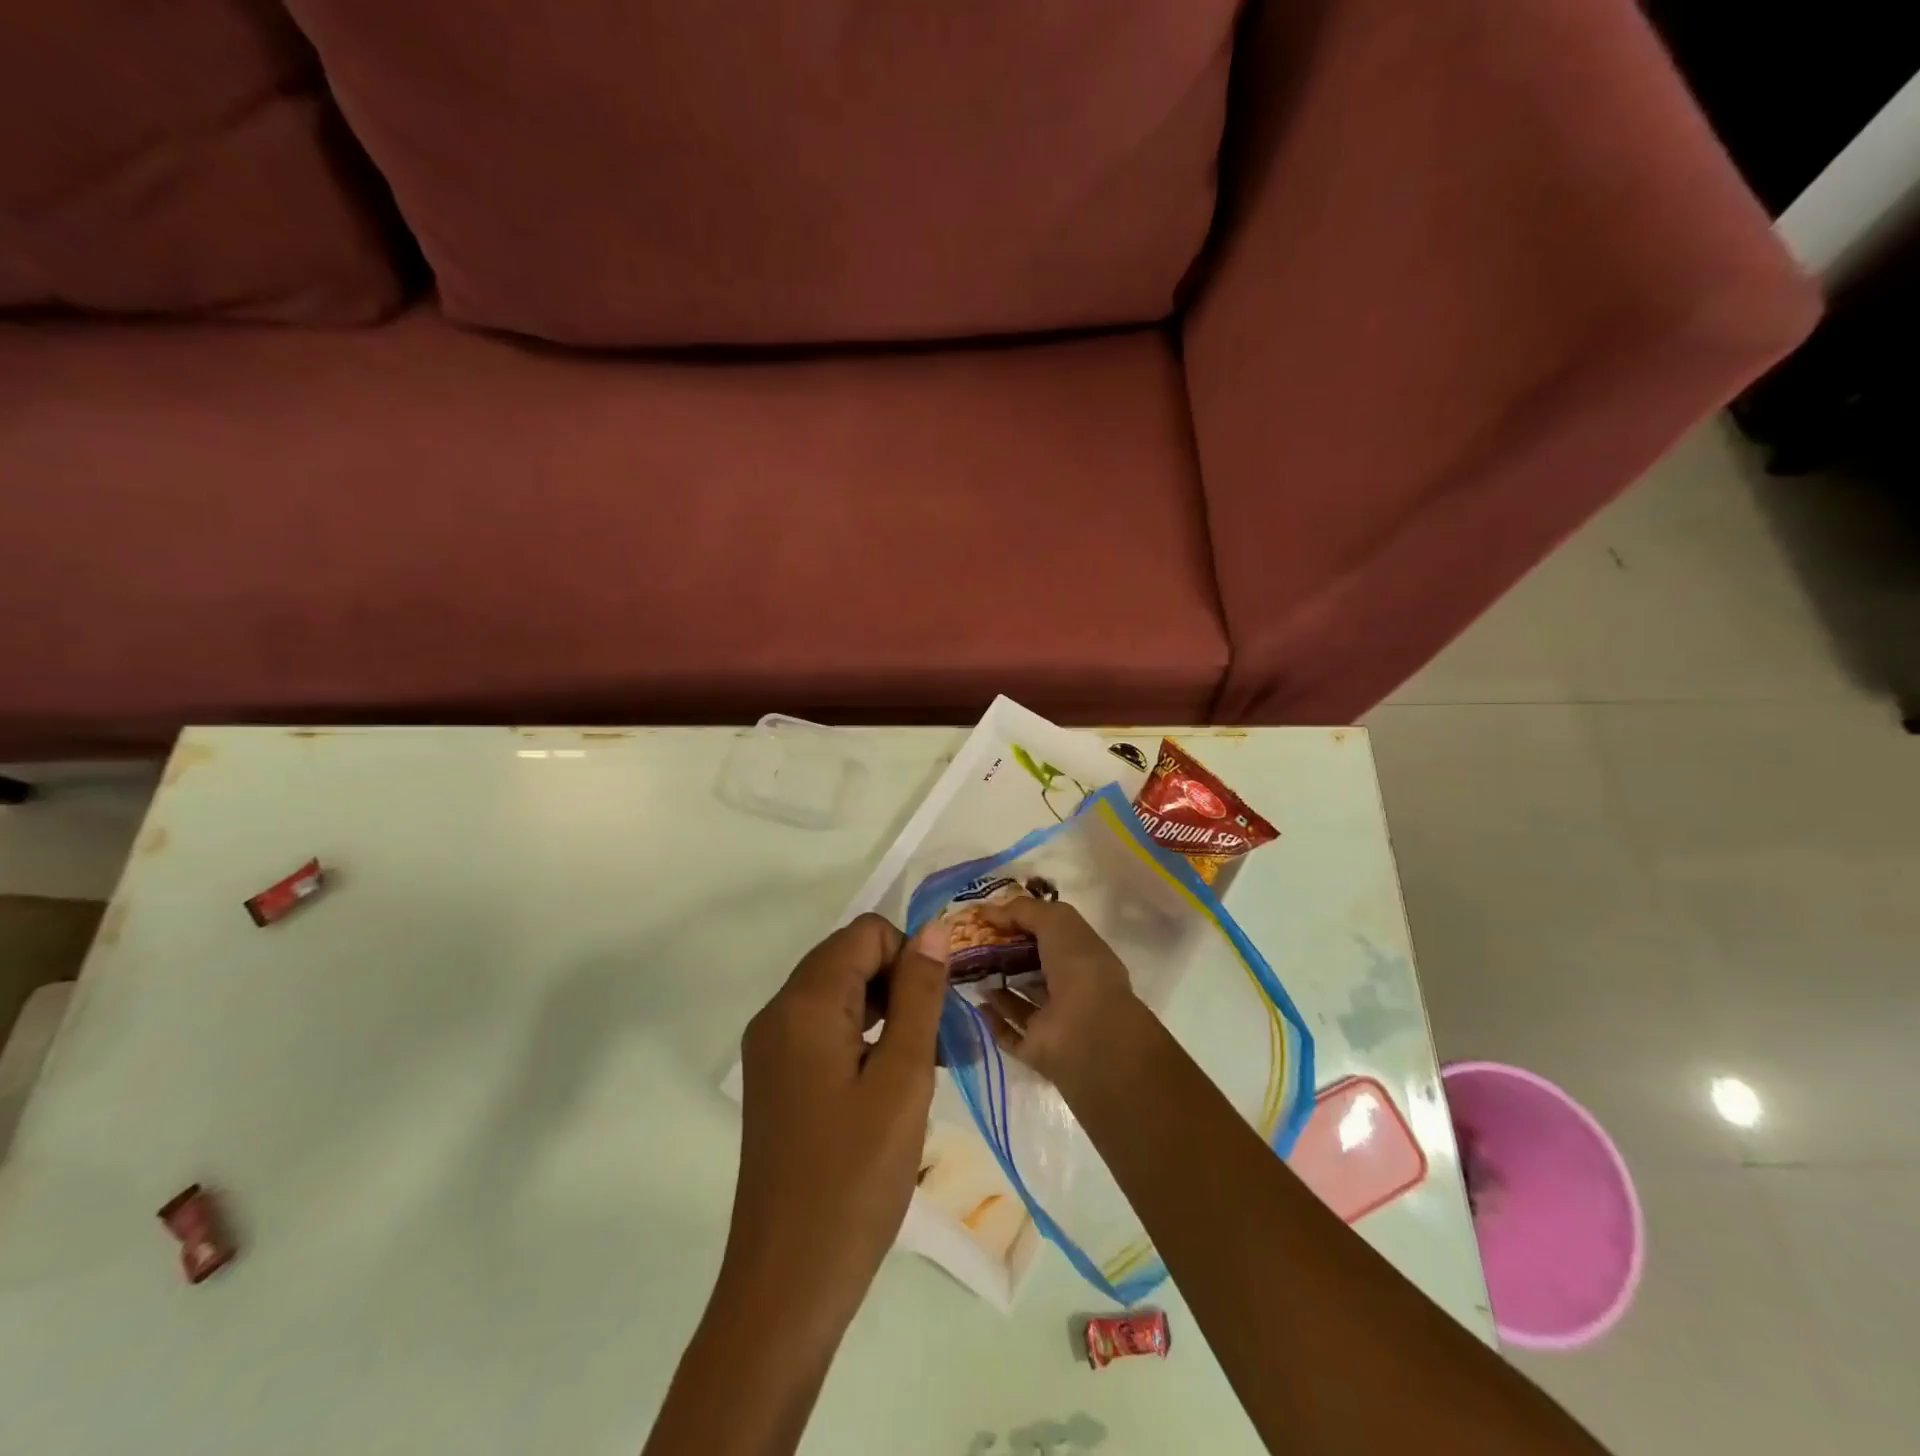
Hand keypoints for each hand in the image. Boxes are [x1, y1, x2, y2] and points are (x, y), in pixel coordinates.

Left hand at [723, 913, 948, 1339]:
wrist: (787, 1285)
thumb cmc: (854, 1177)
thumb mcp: (902, 1079)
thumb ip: (919, 995)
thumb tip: (932, 929)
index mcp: (805, 1003)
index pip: (866, 934)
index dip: (909, 958)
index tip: (936, 1012)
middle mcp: (778, 1013)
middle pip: (848, 959)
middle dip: (899, 984)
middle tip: (934, 1042)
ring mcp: (771, 1048)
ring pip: (838, 994)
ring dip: (885, 1012)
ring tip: (921, 1066)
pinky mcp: (775, 1079)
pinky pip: (823, 1029)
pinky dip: (862, 1038)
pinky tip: (890, 1084)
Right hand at [975, 898, 1149, 1094]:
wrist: (1089, 1032)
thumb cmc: (1079, 967)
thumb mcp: (1055, 920)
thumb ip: (1023, 910)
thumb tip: (988, 911)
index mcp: (1080, 954)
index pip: (1047, 934)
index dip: (1019, 922)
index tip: (986, 916)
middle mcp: (1068, 985)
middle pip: (1029, 966)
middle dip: (1001, 953)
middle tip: (968, 942)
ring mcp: (1052, 1020)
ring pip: (1018, 999)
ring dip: (995, 985)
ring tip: (965, 968)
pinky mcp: (1035, 1048)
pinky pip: (1009, 1032)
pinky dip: (992, 1019)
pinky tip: (975, 1002)